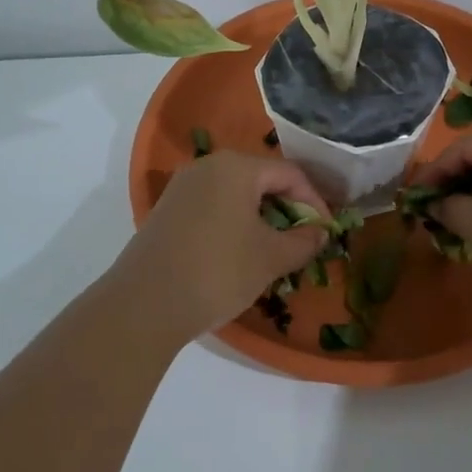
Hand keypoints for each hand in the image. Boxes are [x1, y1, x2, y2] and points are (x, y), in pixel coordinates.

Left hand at [107, 151, 328, 341]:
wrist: (145, 304)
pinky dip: (235, 224)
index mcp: (236, 167)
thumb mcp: (271, 258)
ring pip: (236, 195)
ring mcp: (182, 188)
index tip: (326, 232)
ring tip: (275, 251)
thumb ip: (303, 241)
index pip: (290, 174)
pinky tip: (240, 254)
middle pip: (261, 180)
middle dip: (288, 209)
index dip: (315, 201)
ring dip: (261, 219)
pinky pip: (213, 207)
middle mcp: (207, 167)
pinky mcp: (167, 211)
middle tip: (303, 241)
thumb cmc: (218, 271)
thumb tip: (320, 232)